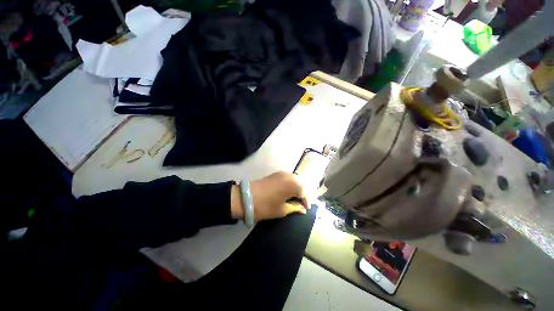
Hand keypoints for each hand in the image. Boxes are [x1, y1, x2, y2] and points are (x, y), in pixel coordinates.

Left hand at [231, 172, 309, 221]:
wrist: (245, 198)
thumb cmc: (266, 206)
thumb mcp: (282, 210)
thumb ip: (295, 208)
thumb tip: (303, 209)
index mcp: (293, 184)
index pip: (304, 192)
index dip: (306, 201)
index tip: (305, 209)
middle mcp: (289, 175)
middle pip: (300, 184)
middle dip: (301, 194)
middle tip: (300, 204)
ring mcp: (281, 173)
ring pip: (294, 180)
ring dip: (295, 189)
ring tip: (293, 199)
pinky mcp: (275, 174)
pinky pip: (287, 178)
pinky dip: (289, 185)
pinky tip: (287, 193)